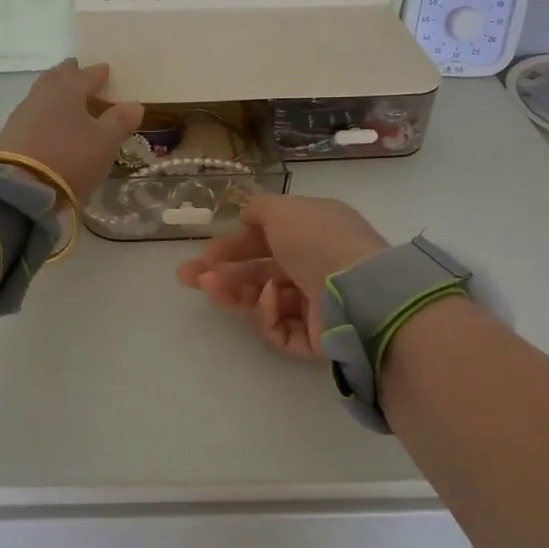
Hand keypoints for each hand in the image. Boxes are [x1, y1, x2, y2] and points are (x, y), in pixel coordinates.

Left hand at [0, 60, 143, 204]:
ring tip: (63, 95)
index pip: (87, 75)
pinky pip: (32, 113)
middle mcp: (43, 94)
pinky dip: (43, 111)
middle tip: (77, 70)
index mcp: (68, 89)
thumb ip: (120, 121)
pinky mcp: (10, 134)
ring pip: (41, 93)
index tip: (105, 69)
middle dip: (69, 73)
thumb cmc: (71, 157)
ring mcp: (23, 113)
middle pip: (57, 77)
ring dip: (54, 91)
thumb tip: (134, 105)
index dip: (98, 73)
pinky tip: (46, 120)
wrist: (22, 187)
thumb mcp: (105, 141)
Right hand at [176, 195, 389, 359]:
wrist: (360, 292)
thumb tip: (245, 214)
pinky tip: (267, 299)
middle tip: (189, 277)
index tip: (203, 254)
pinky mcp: (317, 339)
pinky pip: (281, 328)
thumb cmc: (319, 240)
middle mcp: (316, 266)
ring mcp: (317, 304)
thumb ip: (259, 209)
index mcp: (314, 232)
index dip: (234, 245)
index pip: (267, 239)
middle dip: (223, 272)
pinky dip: (268, 314)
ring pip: (266, 301)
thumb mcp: (284, 209)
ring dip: (235, 293)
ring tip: (211, 288)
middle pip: (261, 271)